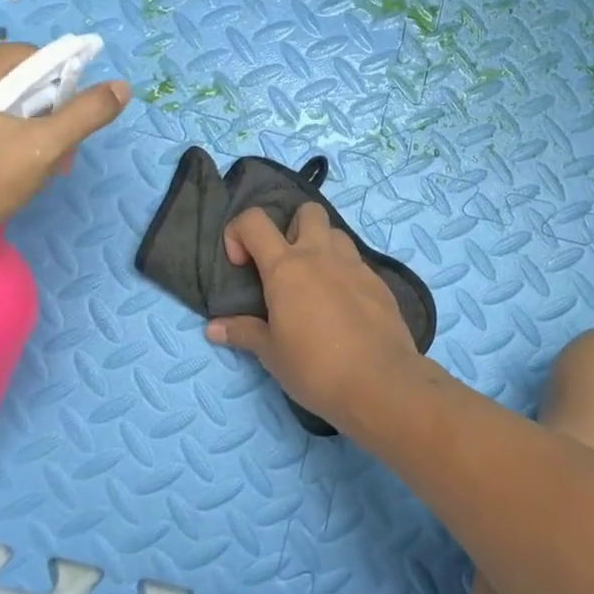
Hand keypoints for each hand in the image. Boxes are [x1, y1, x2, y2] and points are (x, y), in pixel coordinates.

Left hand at [0, 43, 129, 251]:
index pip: (35, 57)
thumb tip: (122, 87)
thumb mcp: (41, 149)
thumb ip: (85, 114)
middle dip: (43, 113)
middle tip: (54, 156)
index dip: (62, 89)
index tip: (67, 129)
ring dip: (22, 127)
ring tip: (30, 167)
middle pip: (14, 79)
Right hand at [205, 203, 426, 425]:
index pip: (254, 222)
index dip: (238, 232)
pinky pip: (357, 263)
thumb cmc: (315, 367)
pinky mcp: (380, 282)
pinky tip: (344, 307)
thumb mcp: (272, 354)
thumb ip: (244, 333)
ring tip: (316, 284)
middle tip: (286, 266)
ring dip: (322, 248)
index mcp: (286, 267)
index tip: (241, 264)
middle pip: (307, 211)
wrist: (380, 382)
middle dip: (292, 227)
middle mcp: (321, 255)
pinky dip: (345, 274)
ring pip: (336, 234)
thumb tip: (213, 328)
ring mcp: (355, 265)